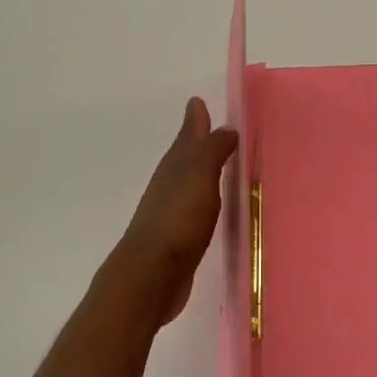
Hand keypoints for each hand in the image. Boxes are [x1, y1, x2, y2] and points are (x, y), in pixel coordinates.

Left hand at [112, 97, 238, 324]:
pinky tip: (208, 206)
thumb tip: (225, 127)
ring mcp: (170, 211)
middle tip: (208, 127)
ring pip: (187, 181)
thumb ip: (212, 151)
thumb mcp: (199, 178)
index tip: (197, 102)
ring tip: (214, 164)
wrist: (151, 274)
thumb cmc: (178, 220)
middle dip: (196, 141)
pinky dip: (202, 199)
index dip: (195, 120)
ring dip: (199, 170)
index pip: (187, 135)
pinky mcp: (176, 237)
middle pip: (184, 156)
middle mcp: (169, 184)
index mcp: (175, 166)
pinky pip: (192, 208)